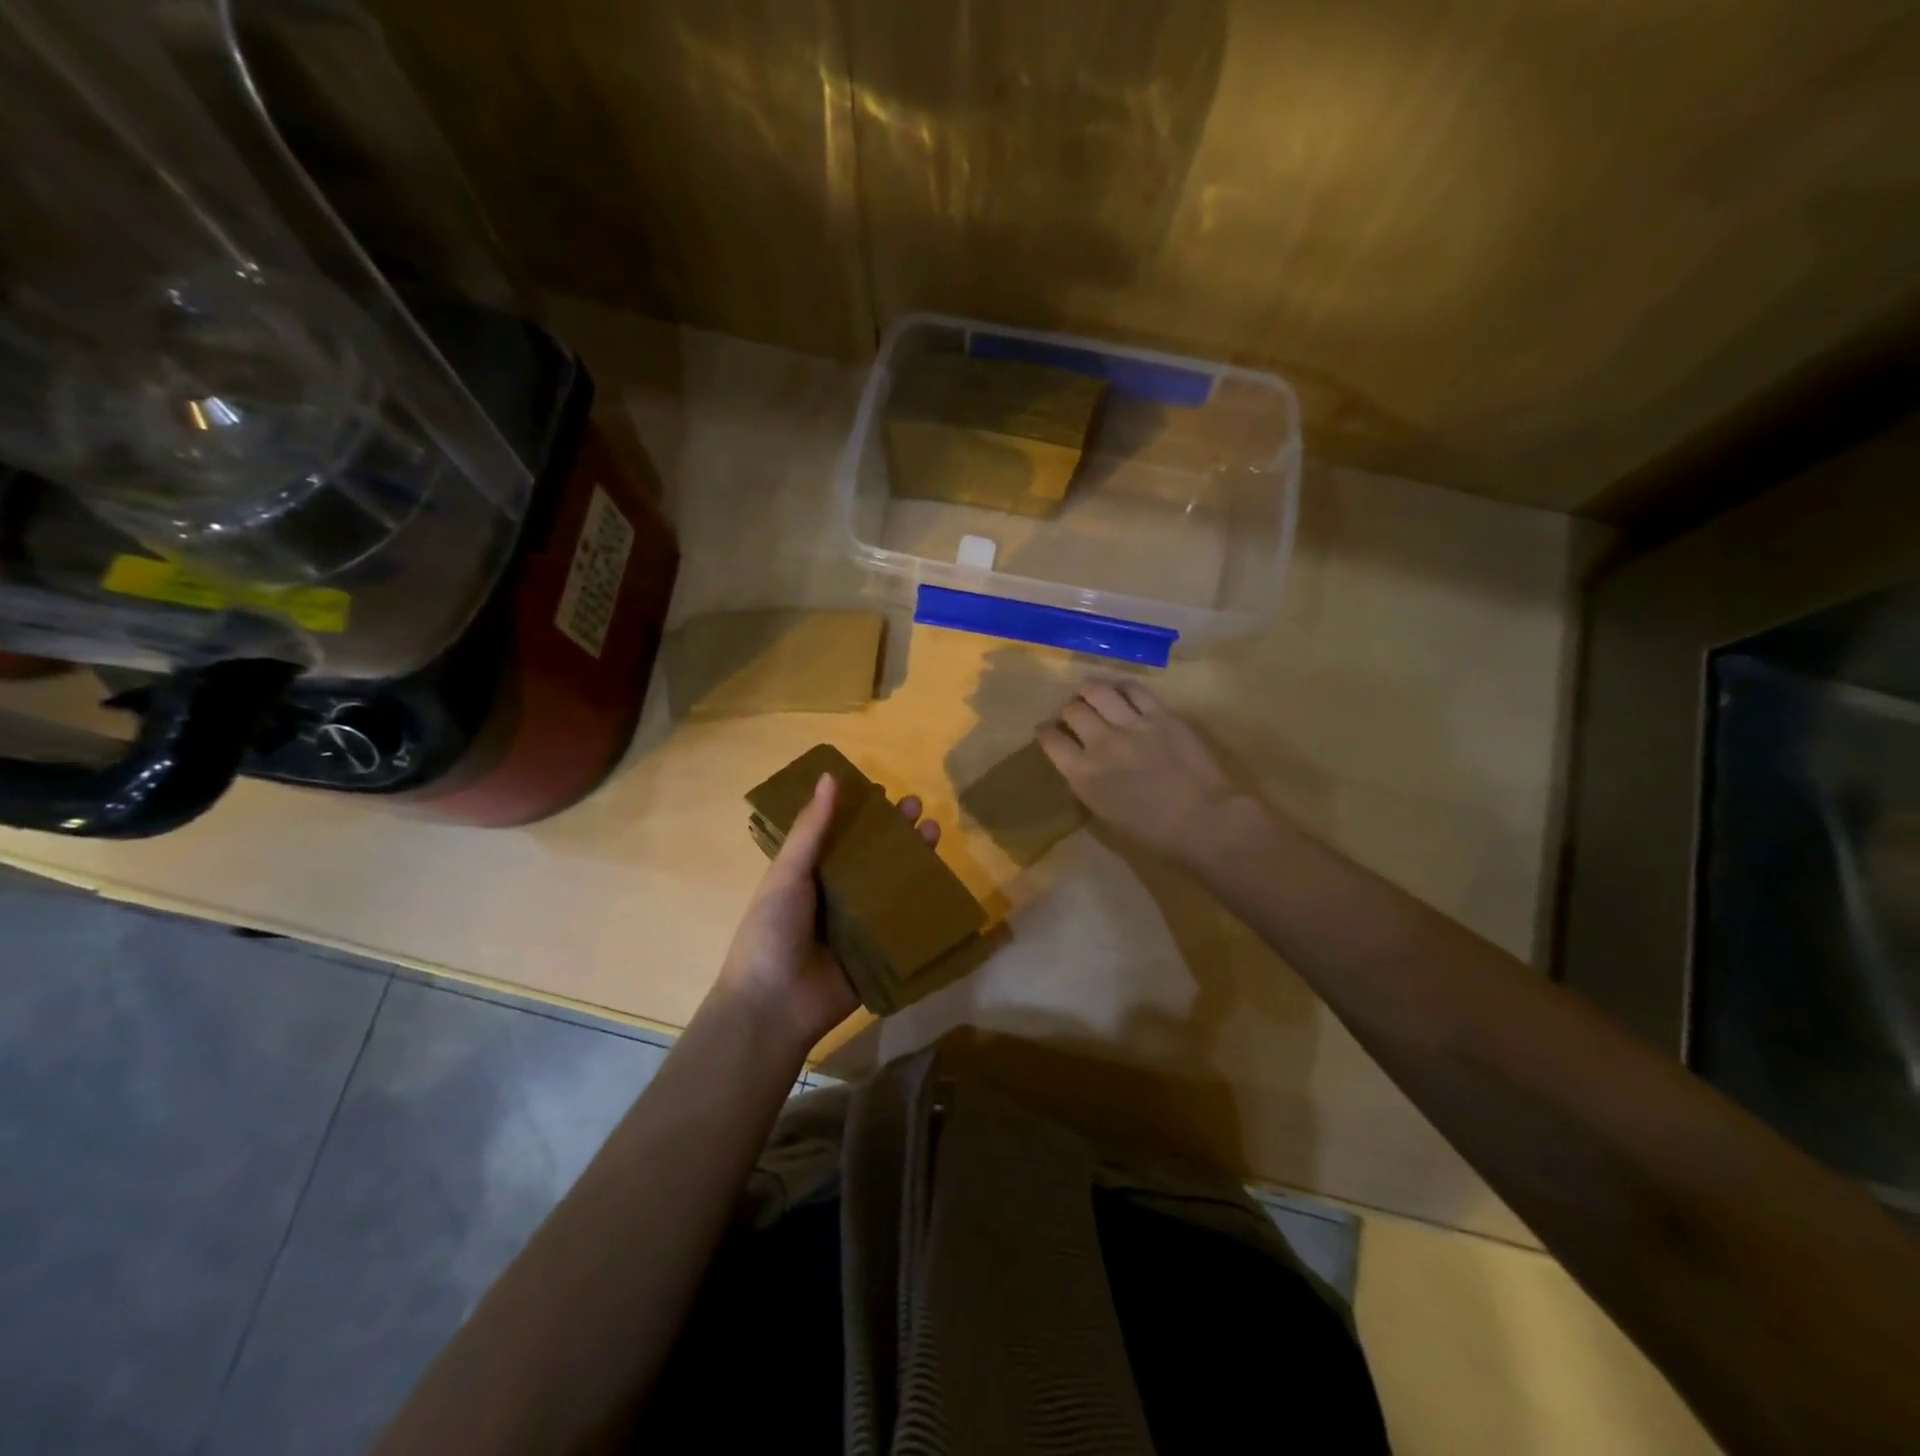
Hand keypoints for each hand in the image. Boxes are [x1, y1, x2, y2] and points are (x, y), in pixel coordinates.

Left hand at [714, 772, 940, 1051]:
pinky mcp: (878, 953)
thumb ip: (811, 830)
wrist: (774, 1006)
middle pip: (872, 856)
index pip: (840, 834)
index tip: (883, 790)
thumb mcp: (787, 875)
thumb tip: (830, 776)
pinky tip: (944, 883)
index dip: (861, 812)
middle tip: (919, 808)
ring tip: (936, 833)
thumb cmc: (772, 932)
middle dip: (895, 831)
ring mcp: (858, 926)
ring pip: (892, 886)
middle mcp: (836, 895)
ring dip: (913, 860)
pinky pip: (903, 925)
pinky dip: (922, 905)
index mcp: (809, 875)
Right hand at [1038, 679, 1240, 862]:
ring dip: (1089, 692)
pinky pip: (1134, 689)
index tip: (1047, 731)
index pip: (1050, 739)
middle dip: (1067, 711)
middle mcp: (1100, 742)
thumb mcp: (1105, 816)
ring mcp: (1131, 724)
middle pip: (1071, 710)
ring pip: (1097, 690)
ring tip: (1092, 696)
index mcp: (1082, 774)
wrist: (1203, 823)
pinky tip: (1122, 693)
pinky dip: (1122, 688)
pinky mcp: (1161, 715)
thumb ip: (1087, 786)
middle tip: (1073, 715)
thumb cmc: (1153, 836)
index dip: (1045, 732)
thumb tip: (1082, 768)